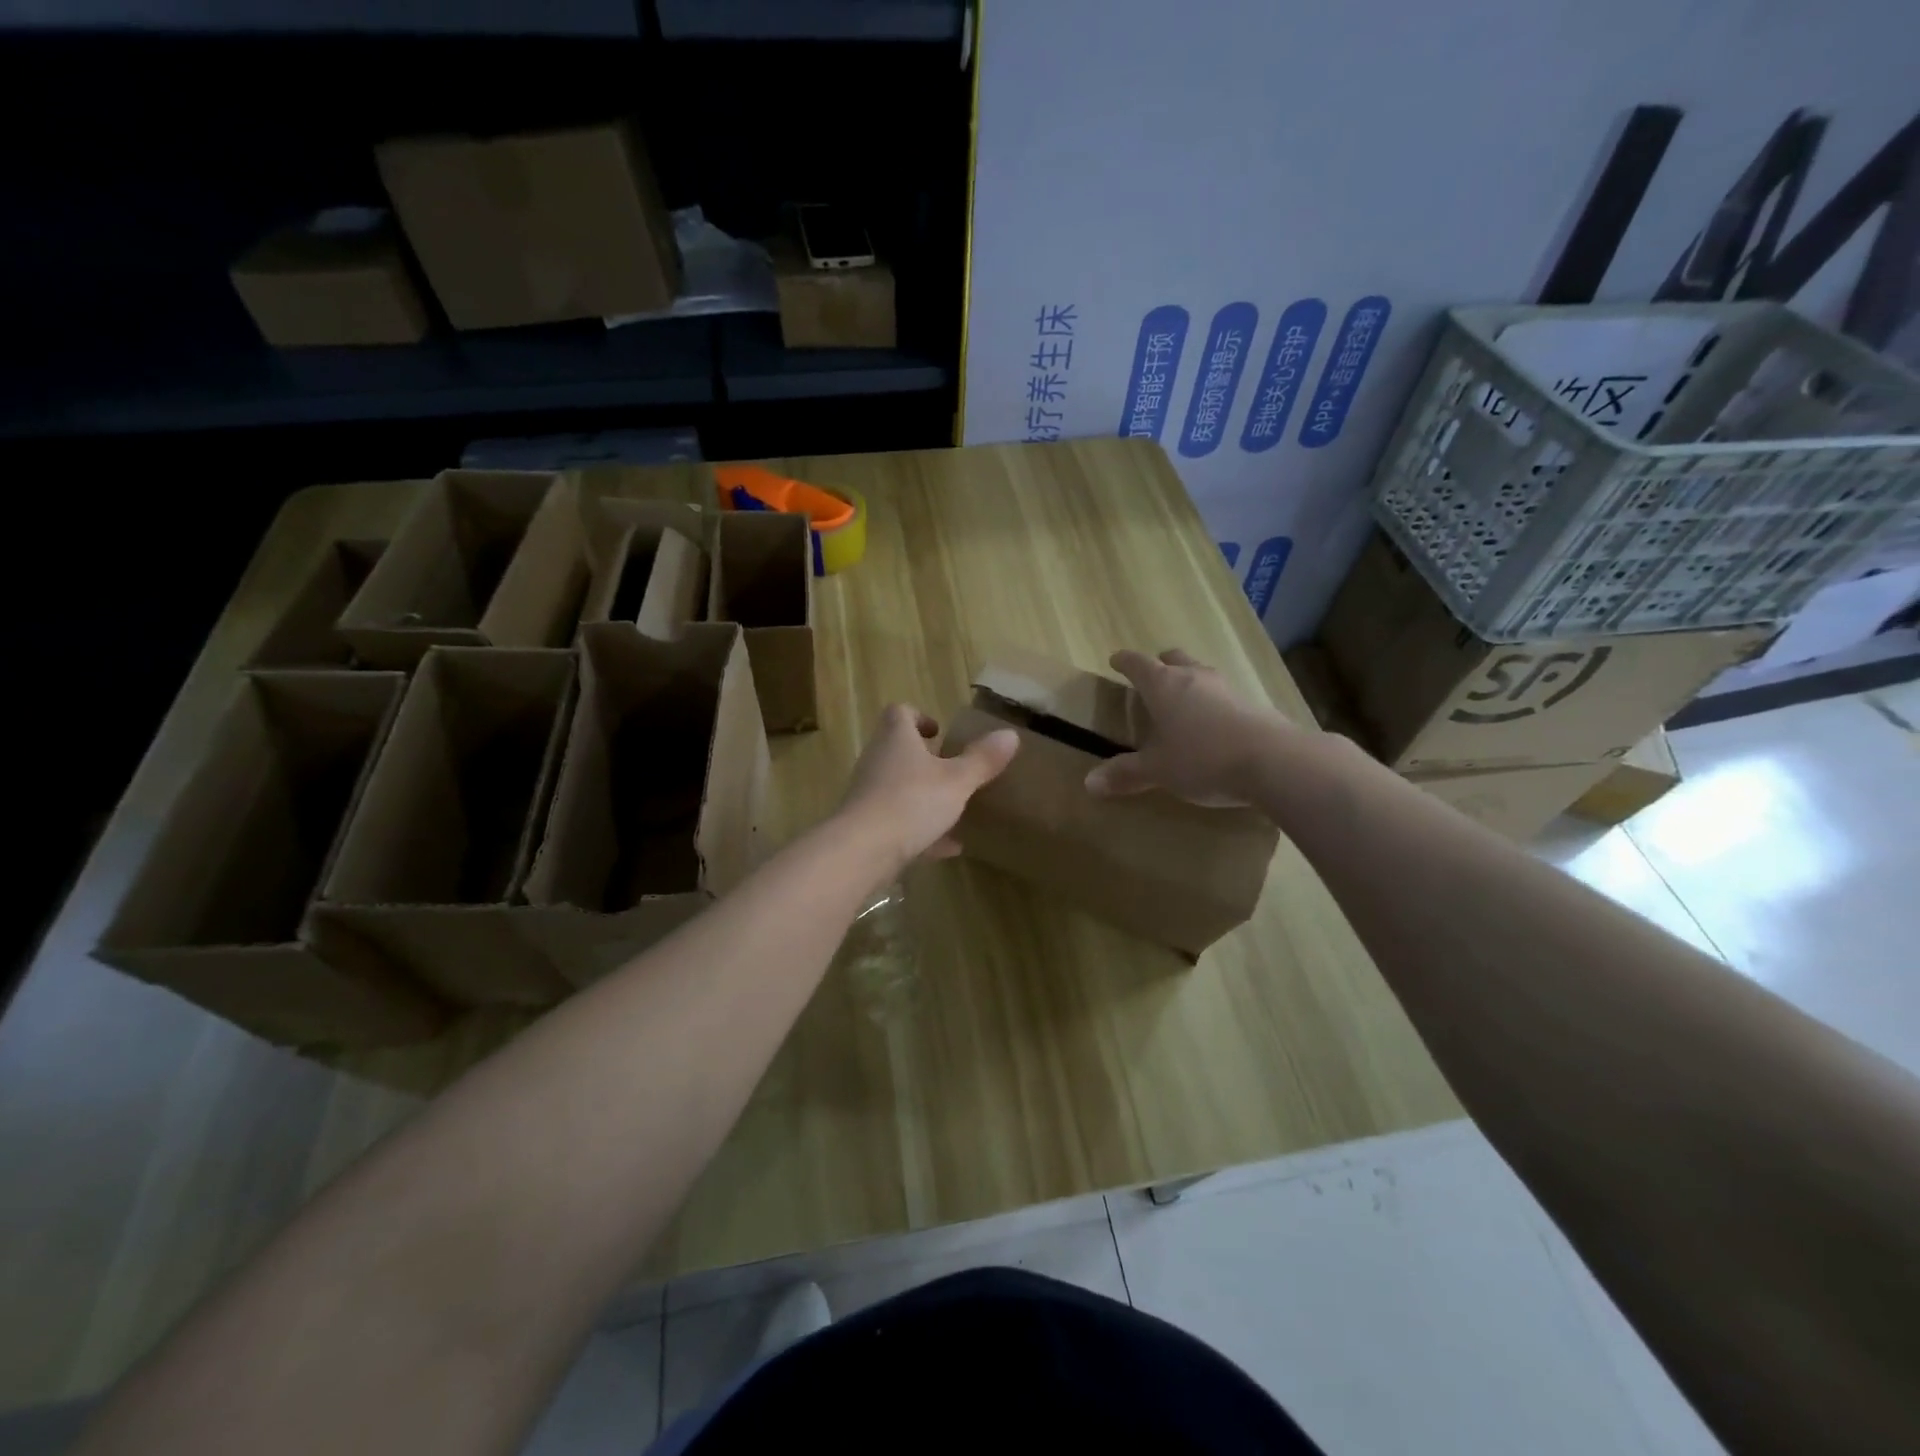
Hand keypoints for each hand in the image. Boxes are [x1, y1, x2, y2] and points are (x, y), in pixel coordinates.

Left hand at [837, 704, 1018, 872]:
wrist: (862, 851)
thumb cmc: (912, 802)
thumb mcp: (957, 781)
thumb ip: (982, 760)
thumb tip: (1009, 734)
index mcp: (896, 739)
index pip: (900, 713)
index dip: (919, 718)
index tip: (939, 732)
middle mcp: (877, 761)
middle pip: (898, 750)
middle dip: (925, 760)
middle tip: (952, 770)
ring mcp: (869, 795)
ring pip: (898, 788)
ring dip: (924, 796)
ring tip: (955, 808)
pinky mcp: (867, 828)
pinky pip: (898, 823)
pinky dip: (922, 831)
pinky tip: (949, 847)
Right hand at [1085, 649, 1289, 806]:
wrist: (1273, 761)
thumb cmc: (1202, 758)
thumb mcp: (1158, 770)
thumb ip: (1126, 774)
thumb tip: (1089, 783)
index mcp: (1163, 686)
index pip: (1138, 664)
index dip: (1124, 662)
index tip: (1116, 660)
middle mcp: (1194, 678)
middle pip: (1174, 660)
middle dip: (1161, 665)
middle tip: (1152, 678)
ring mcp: (1227, 688)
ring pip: (1201, 675)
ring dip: (1189, 683)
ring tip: (1182, 704)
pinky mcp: (1253, 705)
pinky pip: (1224, 696)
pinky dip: (1212, 704)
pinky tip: (1213, 726)